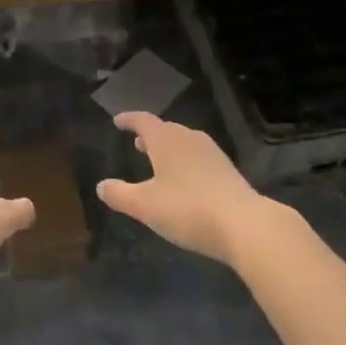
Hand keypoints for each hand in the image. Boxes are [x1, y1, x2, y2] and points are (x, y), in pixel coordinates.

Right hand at [96, 113, 267, 265]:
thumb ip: (120, 194)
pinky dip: (184, 161)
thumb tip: (101, 186)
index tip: (118, 121)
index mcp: (165, 139)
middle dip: (149, 135)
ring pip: (183, 142)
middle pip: (165, 129)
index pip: (143, 121)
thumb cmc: (187, 209)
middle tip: (136, 142)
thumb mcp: (145, 206)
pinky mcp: (227, 170)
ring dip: (168, 148)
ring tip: (158, 160)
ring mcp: (211, 152)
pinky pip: (198, 157)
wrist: (244, 224)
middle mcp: (188, 138)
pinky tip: (185, 180)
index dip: (129, 119)